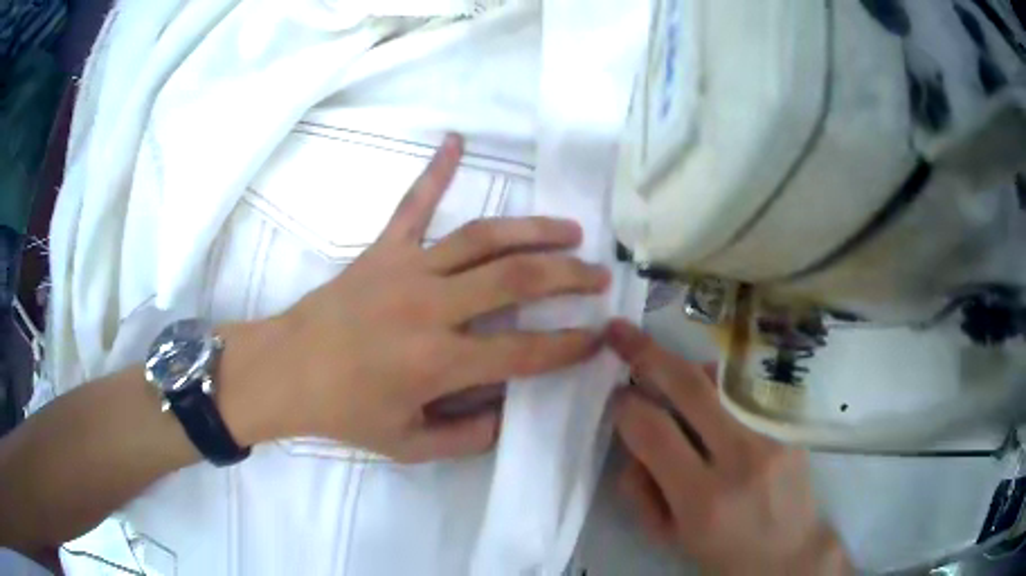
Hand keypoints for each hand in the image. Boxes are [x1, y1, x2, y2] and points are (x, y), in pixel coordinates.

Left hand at [250, 134, 608, 462]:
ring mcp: (406, 268)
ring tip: (570, 230)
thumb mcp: (408, 445)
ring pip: (483, 237)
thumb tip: (511, 412)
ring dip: (534, 230)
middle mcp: (431, 307)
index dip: (570, 345)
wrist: (286, 370)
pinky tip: (456, 139)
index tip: (599, 336)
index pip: (525, 351)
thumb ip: (467, 436)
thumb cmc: (345, 412)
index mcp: (439, 362)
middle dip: (569, 275)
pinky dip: (436, 170)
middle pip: (517, 279)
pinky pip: (414, 203)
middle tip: (599, 275)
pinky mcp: (383, 248)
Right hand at [606, 321, 852, 574]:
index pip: (653, 432)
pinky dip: (716, 387)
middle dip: (647, 353)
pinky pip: (744, 391)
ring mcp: (773, 435)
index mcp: (703, 499)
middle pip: (689, 387)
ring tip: (667, 373)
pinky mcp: (790, 426)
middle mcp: (743, 458)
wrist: (790, 554)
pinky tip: (709, 399)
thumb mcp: (671, 535)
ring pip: (719, 380)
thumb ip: (642, 487)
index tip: (616, 397)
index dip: (626, 407)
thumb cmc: (723, 553)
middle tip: (620, 333)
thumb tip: (633, 435)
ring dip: (684, 369)